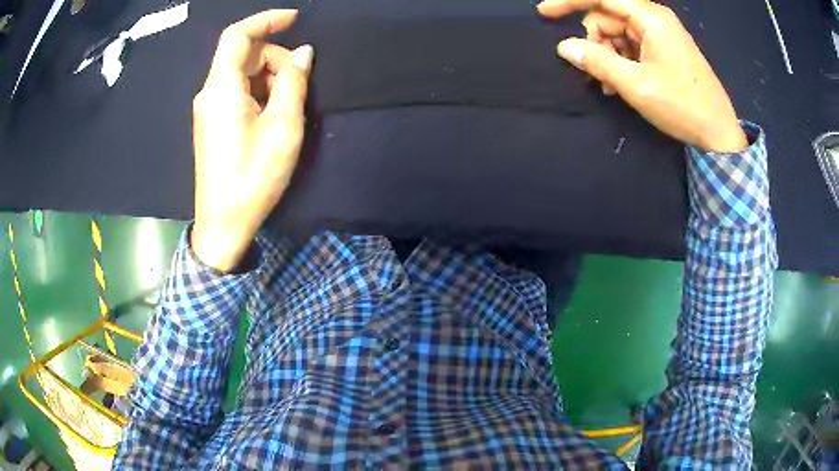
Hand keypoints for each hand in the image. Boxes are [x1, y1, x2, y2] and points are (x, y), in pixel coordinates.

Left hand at [191, 10, 313, 271]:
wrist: (224, 223)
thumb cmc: (252, 176)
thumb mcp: (282, 126)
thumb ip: (293, 82)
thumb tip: (303, 53)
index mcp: (221, 88)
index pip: (236, 36)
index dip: (265, 20)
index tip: (295, 18)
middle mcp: (209, 93)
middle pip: (242, 54)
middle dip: (275, 56)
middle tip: (301, 81)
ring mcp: (208, 110)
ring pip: (241, 73)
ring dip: (269, 76)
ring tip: (290, 103)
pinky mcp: (212, 124)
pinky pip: (236, 92)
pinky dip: (259, 91)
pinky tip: (274, 113)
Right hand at [537, 0, 746, 152]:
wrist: (719, 134)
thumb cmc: (683, 107)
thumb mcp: (637, 85)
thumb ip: (598, 62)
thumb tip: (564, 47)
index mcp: (651, 18)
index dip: (570, 2)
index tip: (545, 13)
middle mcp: (655, 19)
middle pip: (609, 16)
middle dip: (595, 39)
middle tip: (594, 71)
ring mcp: (661, 34)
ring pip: (618, 32)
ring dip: (608, 54)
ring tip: (610, 84)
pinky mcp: (665, 49)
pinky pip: (632, 45)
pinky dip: (622, 60)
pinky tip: (622, 82)